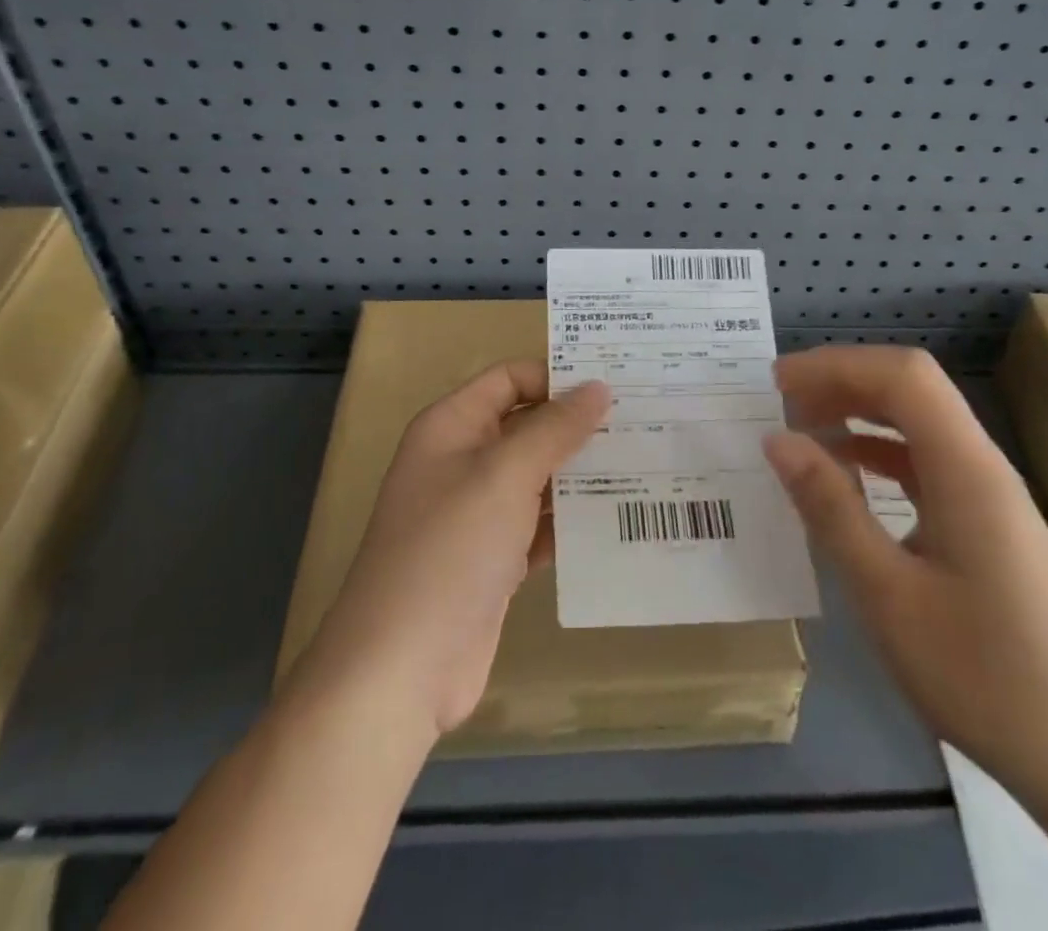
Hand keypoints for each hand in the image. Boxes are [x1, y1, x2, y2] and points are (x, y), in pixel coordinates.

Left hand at [301, 361, 610, 741]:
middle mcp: (462, 462)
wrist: (402, 669)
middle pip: (527, 427)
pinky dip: (571, 522)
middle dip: (578, 426)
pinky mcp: (493, 559)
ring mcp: (477, 514)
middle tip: (643, 422)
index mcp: (451, 426)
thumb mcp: (505, 475)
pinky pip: (539, 525)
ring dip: (581, 474)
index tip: (614, 386)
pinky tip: (617, 521)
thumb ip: (554, 428)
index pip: (510, 380)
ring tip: (645, 466)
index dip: (556, 377)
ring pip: (537, 477)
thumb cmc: (450, 550)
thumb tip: (598, 386)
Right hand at [765, 346, 1047, 795]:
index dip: (837, 364)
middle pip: (912, 389)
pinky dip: (879, 452)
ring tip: (803, 427)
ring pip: (918, 423)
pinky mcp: (986, 524)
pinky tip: (845, 474)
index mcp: (966, 471)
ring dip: (860, 413)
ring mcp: (988, 495)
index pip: (903, 377)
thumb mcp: (886, 593)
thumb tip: (777, 440)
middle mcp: (982, 467)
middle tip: (782, 399)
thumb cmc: (981, 675)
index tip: (778, 383)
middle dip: (844, 380)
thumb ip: (830, 507)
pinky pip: (926, 462)